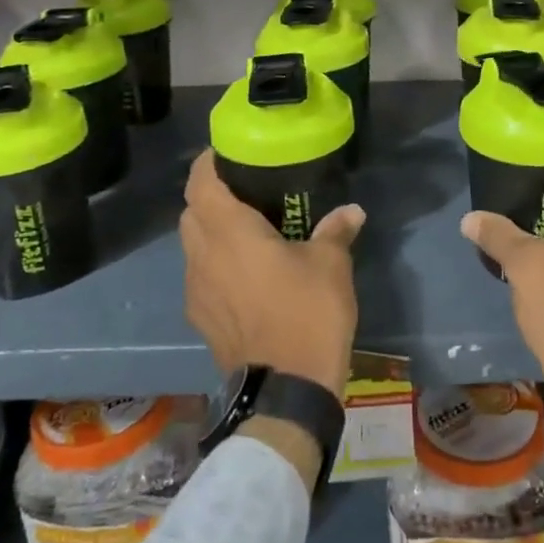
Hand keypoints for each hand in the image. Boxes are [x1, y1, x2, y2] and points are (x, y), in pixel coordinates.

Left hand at [180, 149, 363, 396]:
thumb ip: (336, 231)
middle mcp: (203, 256)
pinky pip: (200, 276)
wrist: (286, 389)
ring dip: (210, 231)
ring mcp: (197, 291)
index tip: (226, 153)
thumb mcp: (331, 265)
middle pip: (191, 212)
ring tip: (245, 230)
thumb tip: (352, 211)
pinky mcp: (201, 318)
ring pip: (192, 246)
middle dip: (209, 196)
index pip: (200, 184)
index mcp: (229, 234)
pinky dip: (214, 263)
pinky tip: (245, 273)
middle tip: (243, 190)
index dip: (207, 163)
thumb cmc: (307, 313)